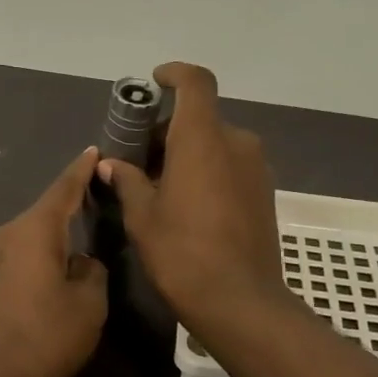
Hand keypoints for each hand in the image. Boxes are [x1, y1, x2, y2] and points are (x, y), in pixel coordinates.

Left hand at [0, 147, 108, 376]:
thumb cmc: (46, 337)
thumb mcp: (89, 304)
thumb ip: (92, 271)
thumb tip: (80, 262)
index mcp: (33, 231)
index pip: (63, 190)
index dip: (81, 171)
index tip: (93, 151)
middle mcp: (6, 235)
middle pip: (43, 212)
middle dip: (69, 205)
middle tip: (96, 199)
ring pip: (30, 235)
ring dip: (53, 235)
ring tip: (79, 239)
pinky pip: (18, 254)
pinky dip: (39, 254)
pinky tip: (53, 269)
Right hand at [96, 62, 288, 334]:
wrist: (240, 301)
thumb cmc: (182, 253)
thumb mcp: (143, 217)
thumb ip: (128, 181)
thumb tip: (112, 164)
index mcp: (202, 138)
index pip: (195, 83)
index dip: (174, 75)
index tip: (154, 83)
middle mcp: (236, 143)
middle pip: (201, 118)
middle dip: (169, 130)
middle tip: (139, 159)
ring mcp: (256, 169)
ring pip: (217, 144)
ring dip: (189, 153)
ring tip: (160, 186)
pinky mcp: (265, 193)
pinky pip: (231, 167)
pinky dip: (208, 171)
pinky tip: (188, 205)